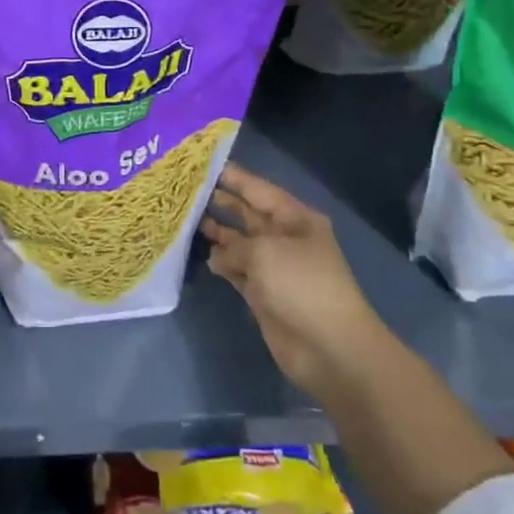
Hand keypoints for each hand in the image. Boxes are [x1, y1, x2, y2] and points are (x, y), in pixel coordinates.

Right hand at [202, 162, 381, 399]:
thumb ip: (234, 244)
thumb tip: (218, 254)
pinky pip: (237, 270)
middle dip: (220, 202)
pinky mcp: (263, 294)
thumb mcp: (264, 252)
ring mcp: (274, 267)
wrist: (329, 348)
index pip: (257, 189)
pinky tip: (203, 256)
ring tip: (184, 220)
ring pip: (239, 242)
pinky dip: (222, 263)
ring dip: (217, 233)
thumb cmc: (301, 285)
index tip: (200, 165)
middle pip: (246, 213)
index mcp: (294, 218)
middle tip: (184, 191)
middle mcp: (284, 237)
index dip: (231, 176)